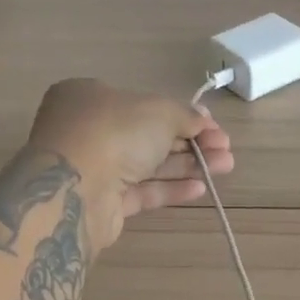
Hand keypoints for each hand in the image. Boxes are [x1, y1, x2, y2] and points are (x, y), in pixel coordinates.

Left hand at [24, 79, 233, 252]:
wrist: (75, 190)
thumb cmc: (114, 133)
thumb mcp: (158, 111)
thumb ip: (184, 115)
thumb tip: (202, 121)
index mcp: (91, 97)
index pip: (143, 104)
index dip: (181, 114)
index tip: (211, 125)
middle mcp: (89, 131)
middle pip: (148, 136)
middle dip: (191, 142)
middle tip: (225, 149)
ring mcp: (94, 169)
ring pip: (148, 165)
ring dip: (187, 165)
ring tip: (225, 167)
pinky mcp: (103, 203)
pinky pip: (141, 191)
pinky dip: (170, 188)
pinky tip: (200, 189)